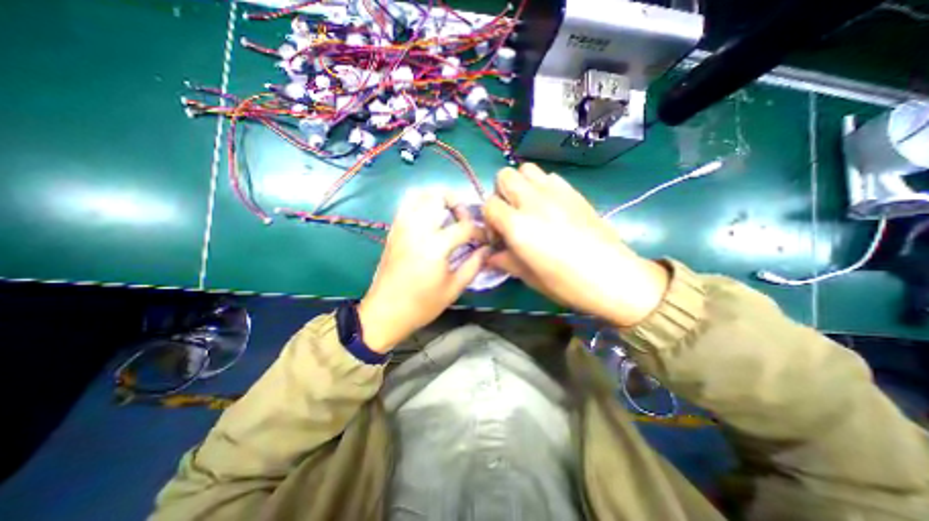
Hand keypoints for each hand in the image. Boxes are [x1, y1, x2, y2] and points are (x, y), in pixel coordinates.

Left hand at [356, 191, 488, 354]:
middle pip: (439, 196)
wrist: (385, 313)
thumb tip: (487, 250)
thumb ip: (473, 265)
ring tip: (448, 216)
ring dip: (438, 200)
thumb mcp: (453, 288)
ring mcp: (402, 227)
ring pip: (419, 195)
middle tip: (464, 221)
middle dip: (457, 203)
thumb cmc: (422, 305)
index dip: (480, 232)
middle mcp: (417, 229)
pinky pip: (406, 205)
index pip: (465, 227)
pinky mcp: (393, 231)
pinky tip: (430, 220)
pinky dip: (421, 203)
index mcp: (435, 246)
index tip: (485, 241)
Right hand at [483, 164, 671, 326]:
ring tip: (528, 206)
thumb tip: (490, 256)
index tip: (499, 236)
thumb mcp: (528, 277)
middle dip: (501, 194)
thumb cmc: (566, 283)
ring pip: (526, 169)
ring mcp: (555, 193)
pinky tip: (550, 206)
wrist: (613, 277)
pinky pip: (549, 176)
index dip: (489, 220)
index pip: (489, 205)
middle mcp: (533, 202)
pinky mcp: (573, 191)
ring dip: (521, 184)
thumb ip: (505, 261)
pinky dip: (542, 185)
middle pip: (505, 176)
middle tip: (511, 215)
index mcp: (518, 226)